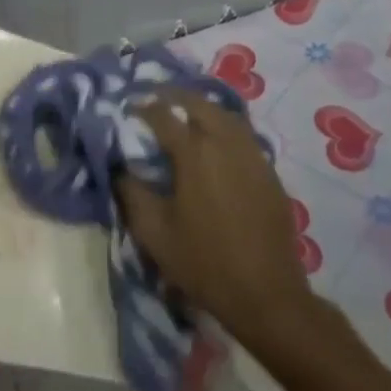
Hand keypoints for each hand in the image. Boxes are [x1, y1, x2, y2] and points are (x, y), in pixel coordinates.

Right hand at [117, 93, 312, 346]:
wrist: (266, 294)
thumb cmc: (203, 262)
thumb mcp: (154, 232)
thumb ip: (131, 193)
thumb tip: (120, 168)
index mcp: (194, 152)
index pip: (163, 115)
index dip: (142, 108)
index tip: (129, 108)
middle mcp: (225, 142)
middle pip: (199, 103)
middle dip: (175, 96)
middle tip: (157, 100)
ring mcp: (253, 155)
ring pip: (227, 114)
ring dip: (203, 108)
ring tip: (186, 115)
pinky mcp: (270, 172)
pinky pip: (244, 135)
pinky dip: (225, 127)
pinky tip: (216, 144)